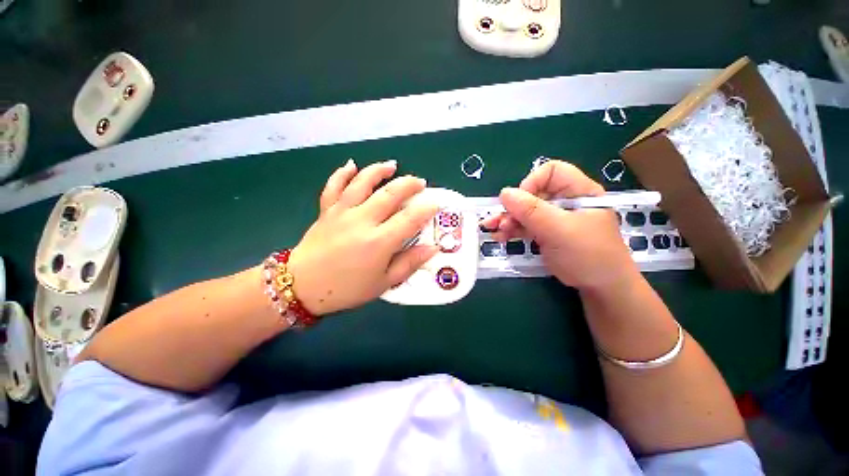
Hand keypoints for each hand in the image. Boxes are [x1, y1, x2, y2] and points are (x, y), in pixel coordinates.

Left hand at [287, 159, 438, 315]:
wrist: (302, 287)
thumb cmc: (347, 289)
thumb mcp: (383, 283)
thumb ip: (409, 263)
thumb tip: (433, 249)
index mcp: (379, 242)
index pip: (410, 218)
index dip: (426, 208)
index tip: (436, 203)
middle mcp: (363, 220)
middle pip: (390, 193)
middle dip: (409, 184)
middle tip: (420, 183)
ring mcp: (342, 212)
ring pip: (363, 182)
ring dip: (379, 170)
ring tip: (392, 165)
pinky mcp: (327, 210)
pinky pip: (334, 186)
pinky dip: (343, 173)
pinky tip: (351, 165)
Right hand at [481, 160, 638, 290]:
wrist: (601, 289)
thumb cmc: (588, 255)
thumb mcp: (559, 230)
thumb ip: (532, 211)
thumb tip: (504, 193)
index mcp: (578, 191)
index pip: (551, 172)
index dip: (532, 183)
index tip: (519, 203)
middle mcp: (565, 201)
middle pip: (533, 193)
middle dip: (513, 207)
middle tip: (499, 222)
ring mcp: (554, 218)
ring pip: (525, 210)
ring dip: (508, 219)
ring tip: (493, 230)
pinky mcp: (546, 232)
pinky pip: (525, 225)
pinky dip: (512, 230)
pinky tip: (499, 236)